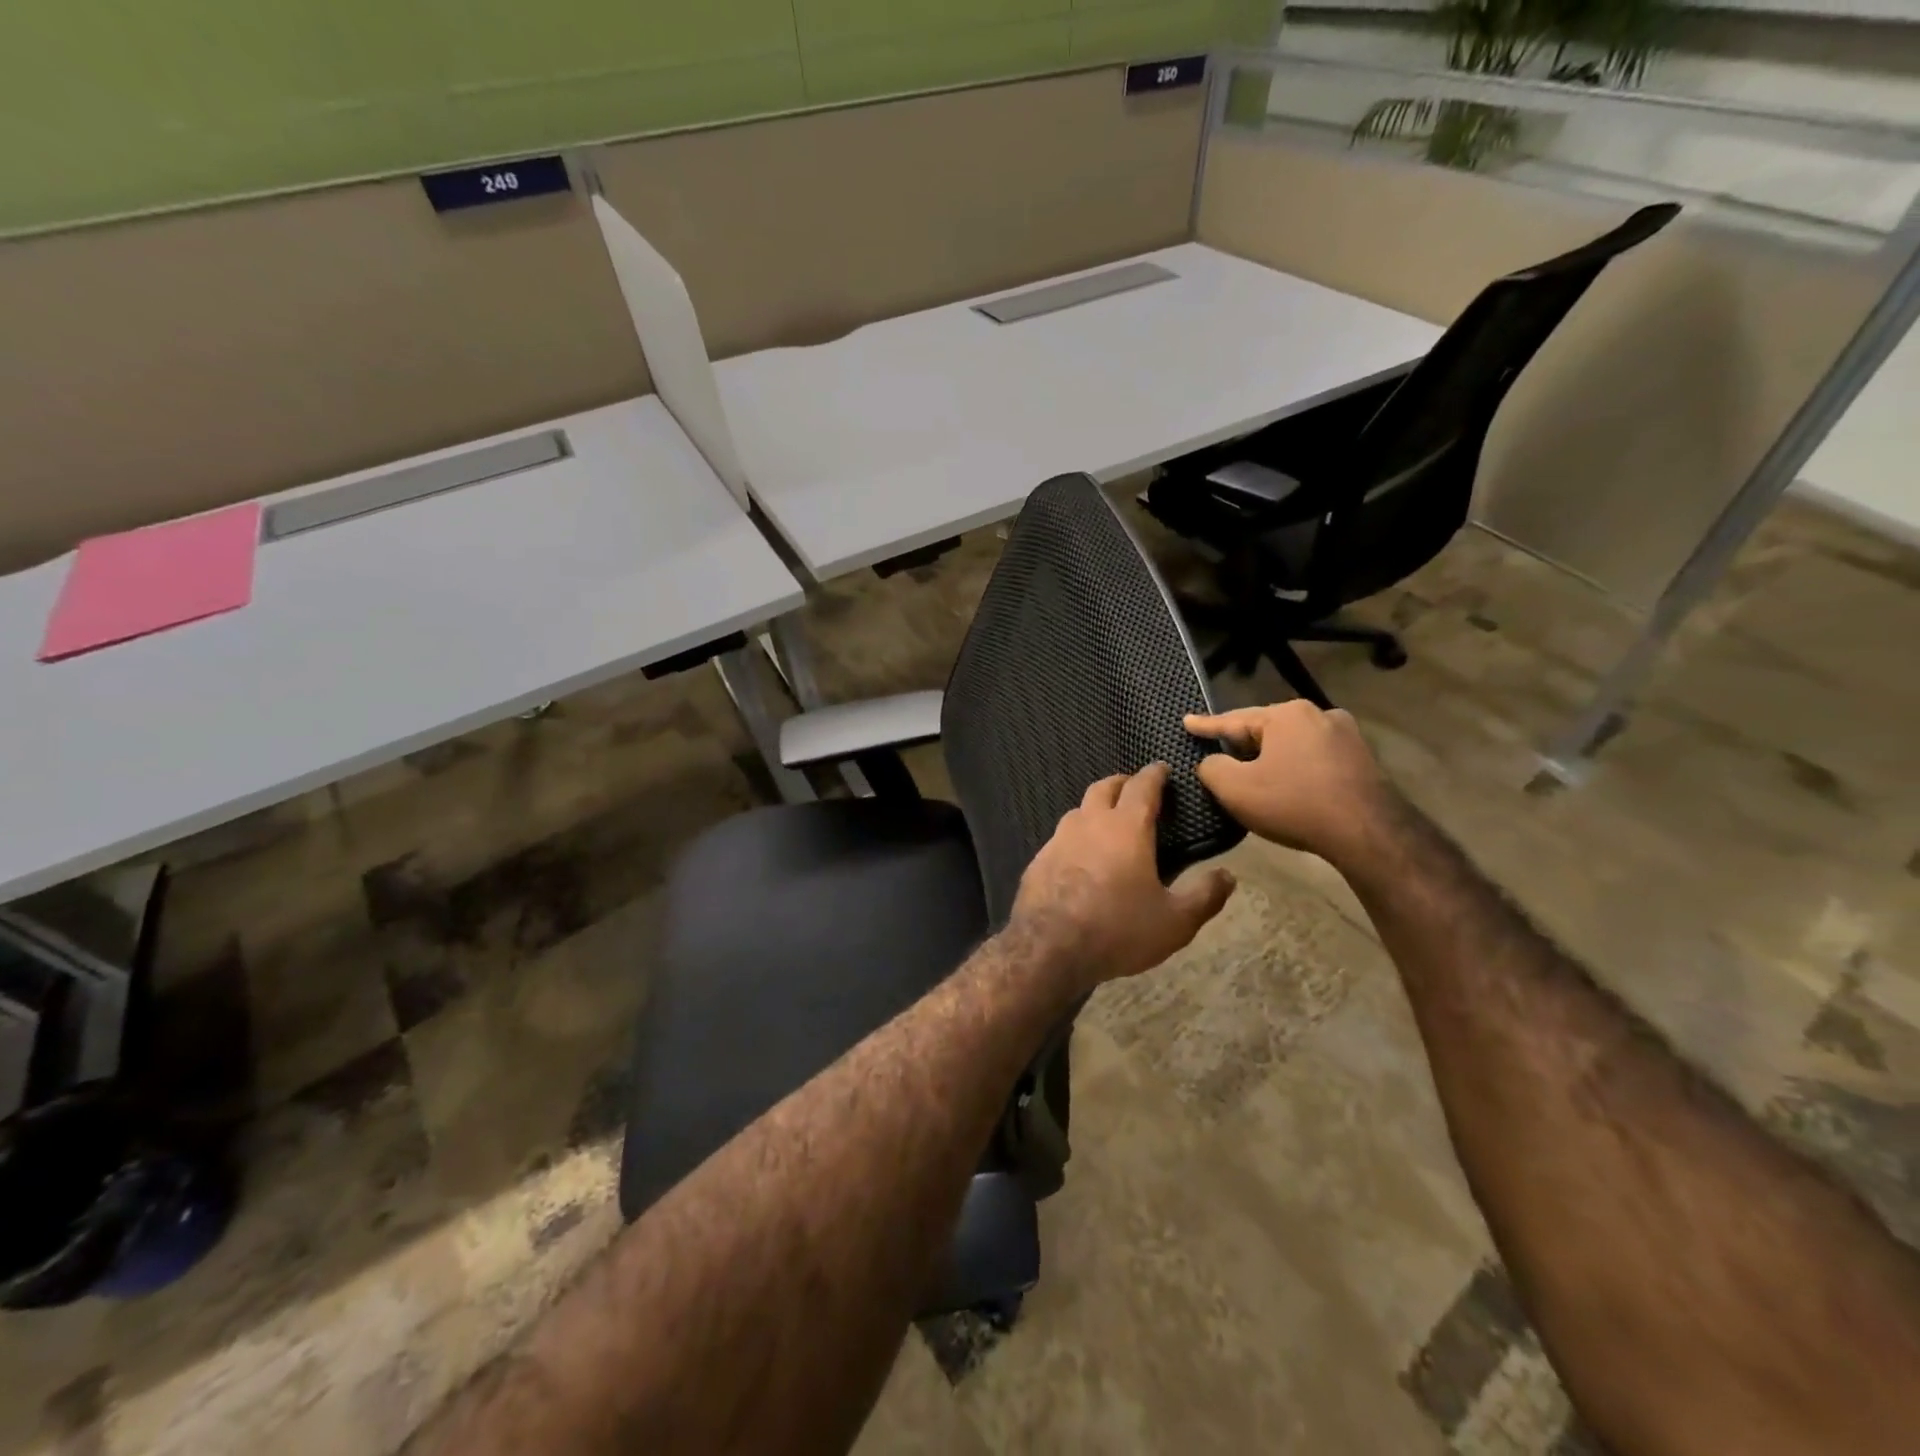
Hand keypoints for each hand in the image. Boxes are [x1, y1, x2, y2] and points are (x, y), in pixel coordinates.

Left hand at [1009, 763, 1235, 992]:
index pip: (1142, 787)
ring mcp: (1058, 839)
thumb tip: (1227, 876)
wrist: (1049, 947)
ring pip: (1078, 811)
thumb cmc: (1118, 929)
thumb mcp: (1174, 922)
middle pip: (1104, 788)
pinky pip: (1060, 838)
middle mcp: (1089, 823)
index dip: (1154, 774)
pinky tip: (1079, 857)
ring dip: (1095, 809)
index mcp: (1126, 828)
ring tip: (1107, 823)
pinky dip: (1075, 838)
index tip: (1162, 768)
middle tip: (1134, 789)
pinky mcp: (1038, 860)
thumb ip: (1204, 896)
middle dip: (1121, 783)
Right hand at [1184, 701, 1398, 867]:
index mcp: (1286, 714)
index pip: (1233, 720)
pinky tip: (1290, 784)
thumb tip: (1211, 762)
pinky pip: (1315, 758)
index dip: (1206, 725)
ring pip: (1293, 743)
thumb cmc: (1294, 804)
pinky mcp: (1363, 759)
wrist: (1368, 833)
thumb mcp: (1236, 788)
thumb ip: (1212, 768)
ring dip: (1272, 756)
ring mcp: (1346, 735)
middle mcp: (1318, 714)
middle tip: (1220, 753)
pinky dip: (1297, 767)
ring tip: (1255, 771)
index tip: (1187, 721)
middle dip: (1243, 743)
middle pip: (1266, 729)